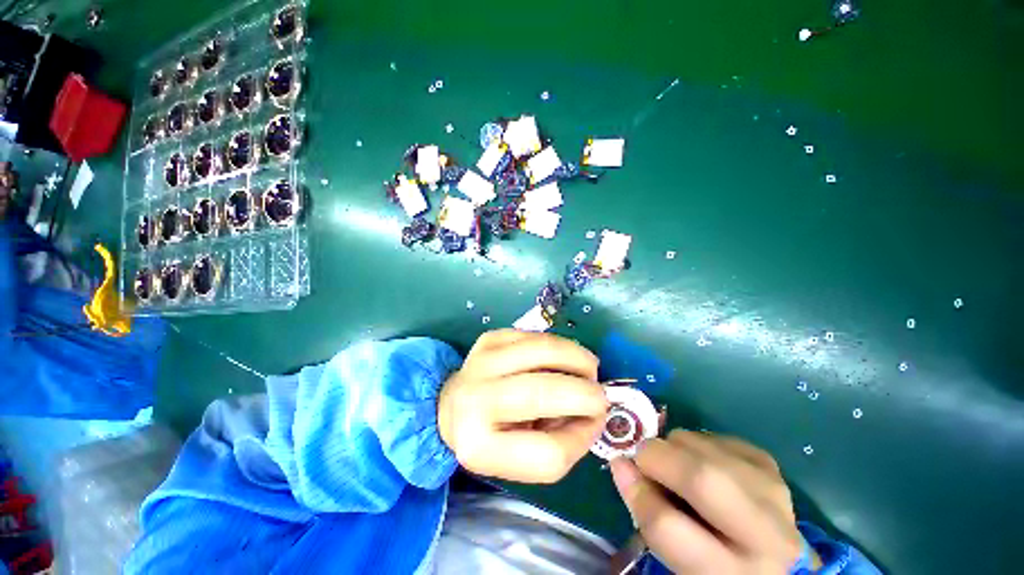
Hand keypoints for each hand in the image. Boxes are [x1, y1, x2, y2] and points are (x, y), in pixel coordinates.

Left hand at [438, 329, 607, 483]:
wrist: (453, 404)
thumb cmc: (492, 436)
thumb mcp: (521, 461)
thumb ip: (561, 445)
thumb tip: (595, 413)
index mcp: (480, 446)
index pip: (548, 453)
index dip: (582, 437)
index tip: (595, 423)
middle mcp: (475, 400)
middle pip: (544, 393)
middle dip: (586, 393)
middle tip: (601, 394)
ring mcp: (481, 361)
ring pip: (544, 350)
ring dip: (578, 357)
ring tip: (589, 368)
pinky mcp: (489, 338)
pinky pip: (536, 336)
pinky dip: (559, 346)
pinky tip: (561, 356)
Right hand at [610, 430, 811, 573]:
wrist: (775, 558)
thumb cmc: (716, 566)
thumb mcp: (680, 562)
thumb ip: (649, 517)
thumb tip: (621, 463)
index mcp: (732, 574)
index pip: (670, 527)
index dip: (637, 492)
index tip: (620, 467)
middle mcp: (765, 535)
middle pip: (701, 479)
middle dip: (658, 456)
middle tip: (642, 455)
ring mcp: (773, 493)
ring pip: (707, 447)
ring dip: (675, 445)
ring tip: (673, 462)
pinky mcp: (771, 467)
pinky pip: (719, 437)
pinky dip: (697, 441)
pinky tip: (699, 460)